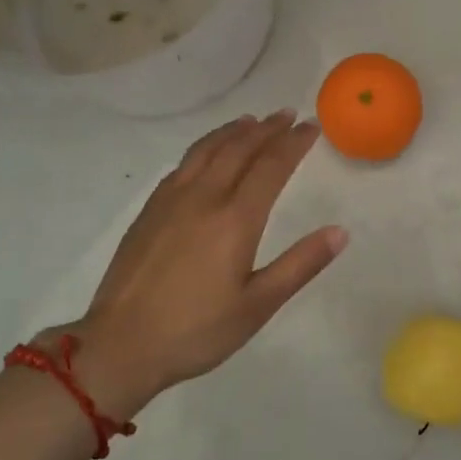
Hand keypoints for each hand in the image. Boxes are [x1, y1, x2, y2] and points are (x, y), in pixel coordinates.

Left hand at [36, 110, 346, 413]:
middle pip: (239, 149)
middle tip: (287, 115)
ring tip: (250, 121)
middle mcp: (203, 198)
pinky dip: (204, 148)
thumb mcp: (259, 305)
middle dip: (266, 129)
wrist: (121, 344)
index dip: (293, 143)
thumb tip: (340, 232)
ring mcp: (171, 200)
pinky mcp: (149, 211)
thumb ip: (301, 265)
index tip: (311, 127)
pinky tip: (206, 154)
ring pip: (206, 150)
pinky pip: (182, 164)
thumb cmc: (197, 330)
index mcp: (235, 219)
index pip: (271, 166)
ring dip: (232, 131)